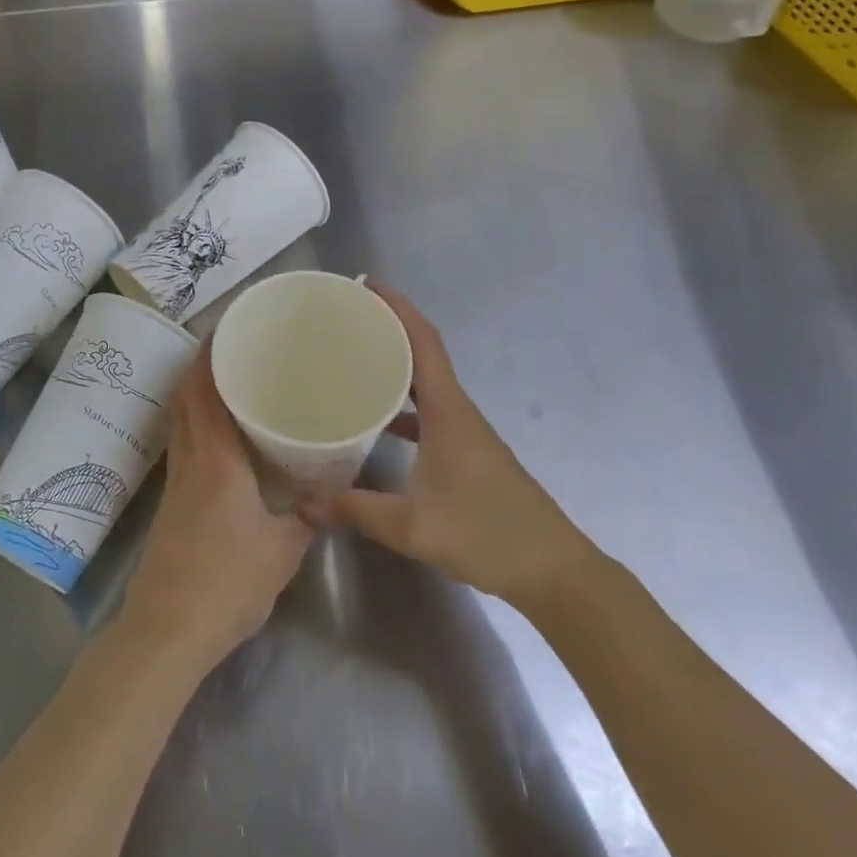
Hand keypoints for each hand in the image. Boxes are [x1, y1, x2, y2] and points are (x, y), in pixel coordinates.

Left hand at [119, 344, 312, 671]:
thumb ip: (307, 515)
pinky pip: (182, 440)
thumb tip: (329, 491)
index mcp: (215, 458)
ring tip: (228, 377)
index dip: (210, 355)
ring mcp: (175, 477)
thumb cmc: (227, 583)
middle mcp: (190, 457)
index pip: (204, 391)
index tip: (228, 328)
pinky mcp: (171, 498)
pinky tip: (220, 432)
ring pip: (180, 417)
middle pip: (186, 396)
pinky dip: (195, 420)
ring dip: (196, 390)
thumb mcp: (282, 550)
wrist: (168, 628)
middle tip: (234, 346)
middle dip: (202, 364)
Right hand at [304, 285, 601, 613]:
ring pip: (426, 381)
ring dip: (396, 362)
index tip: (365, 285)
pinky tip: (377, 421)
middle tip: (346, 317)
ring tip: (354, 357)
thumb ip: (357, 511)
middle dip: (388, 326)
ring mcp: (464, 430)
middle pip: (422, 351)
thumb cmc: (486, 534)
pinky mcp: (467, 450)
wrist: (552, 570)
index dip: (397, 306)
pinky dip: (403, 403)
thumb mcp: (413, 526)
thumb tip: (303, 505)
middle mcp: (457, 409)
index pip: (423, 340)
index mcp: (448, 409)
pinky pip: (428, 410)